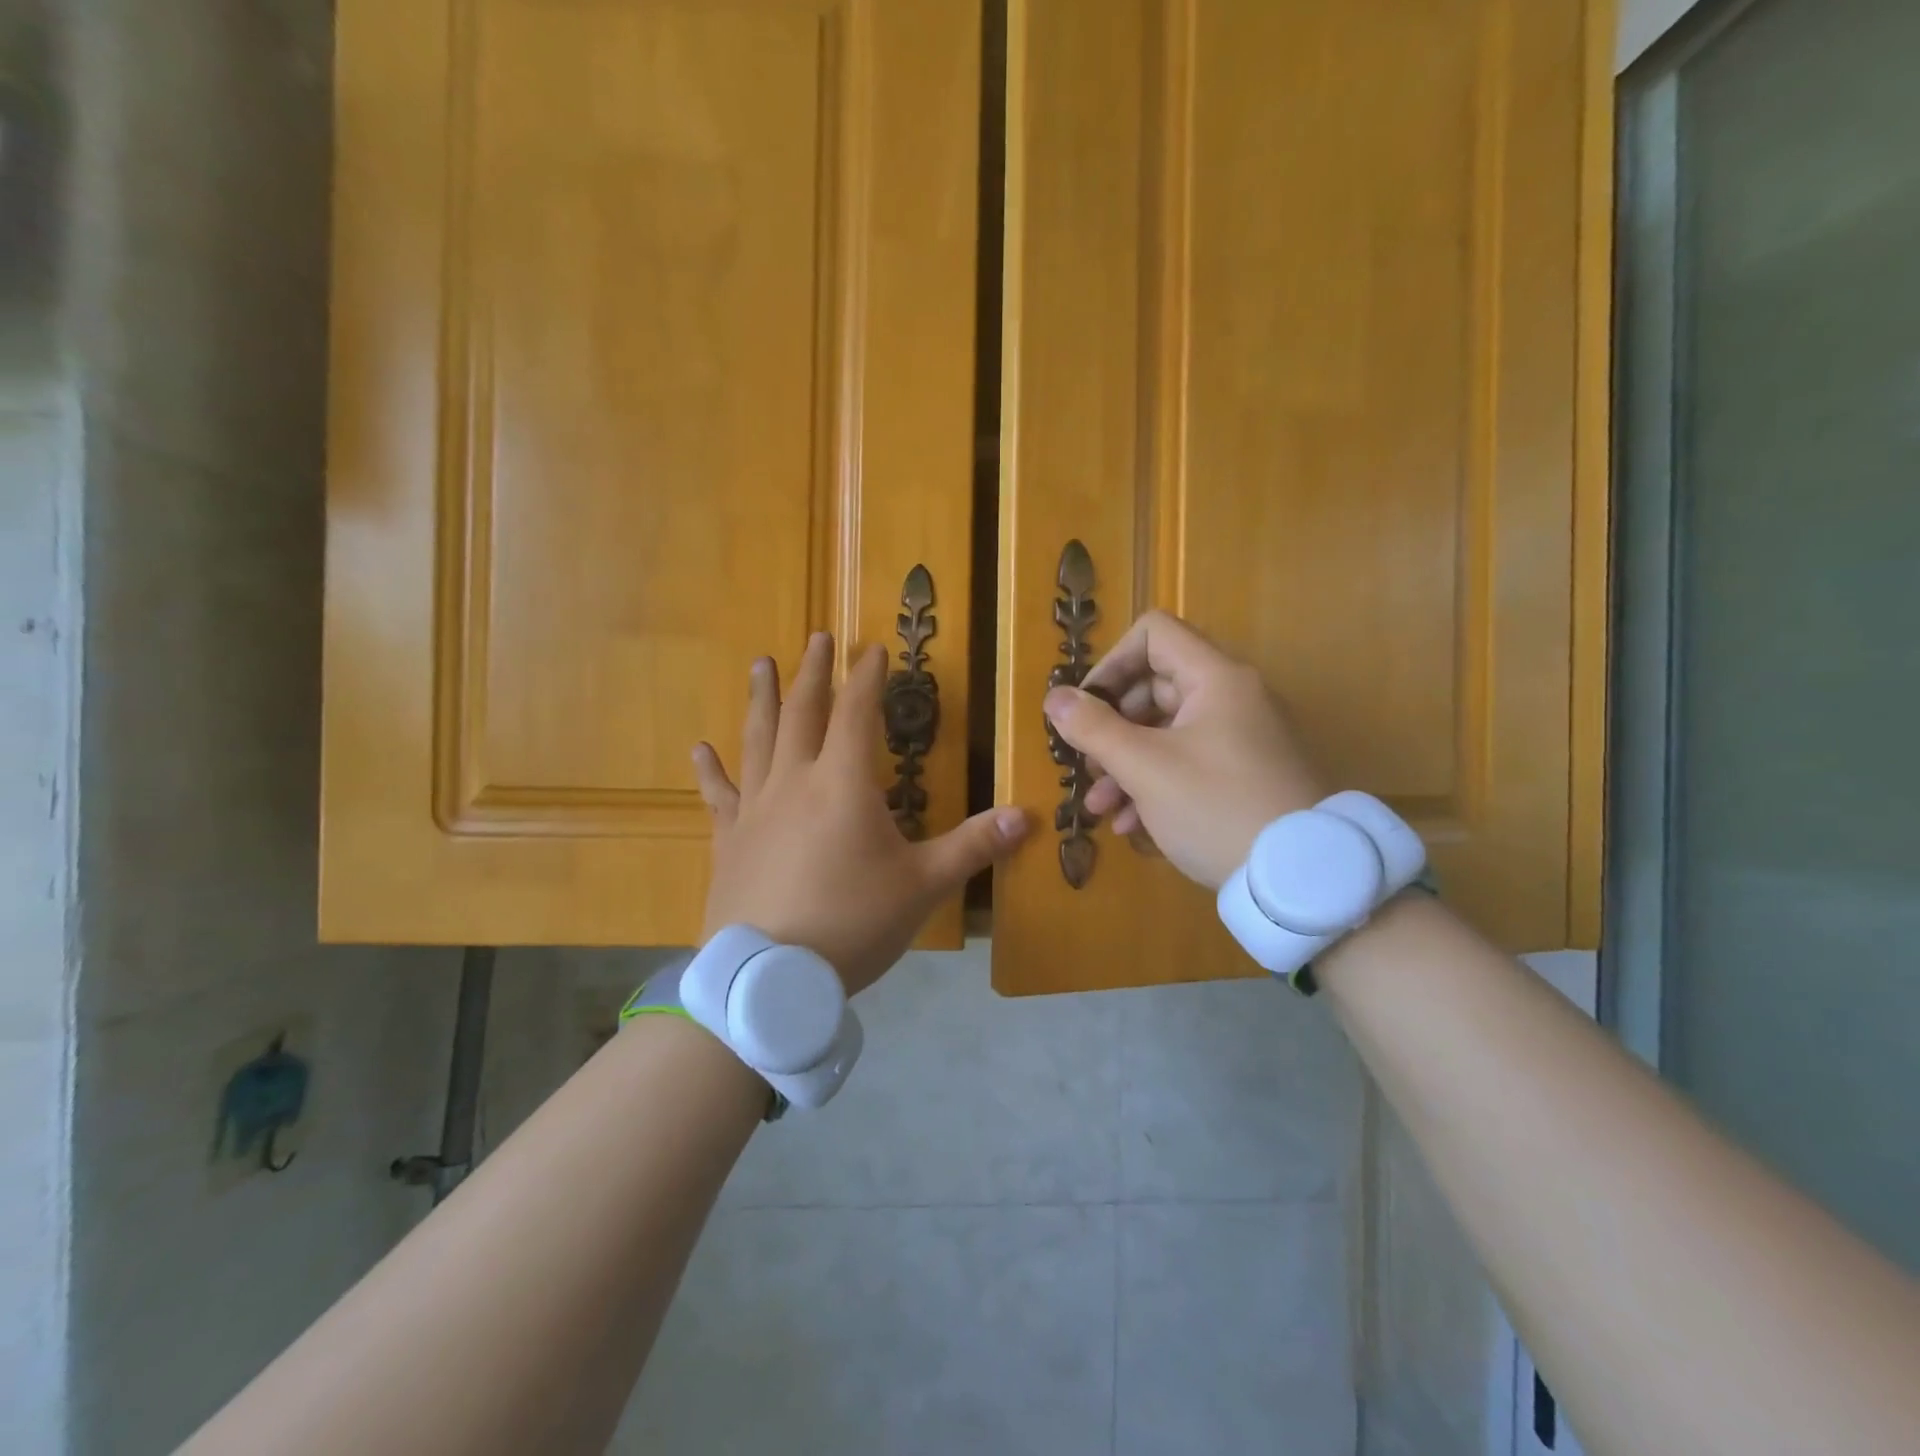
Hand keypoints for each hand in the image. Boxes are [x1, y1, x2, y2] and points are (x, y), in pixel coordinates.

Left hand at [693, 632, 1029, 994]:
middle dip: (814, 672)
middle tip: (818, 637)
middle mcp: (795, 781)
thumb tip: (1027, 817)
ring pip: (758, 738)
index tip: (873, 648)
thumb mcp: (923, 886)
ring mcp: (755, 808)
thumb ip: (973, 846)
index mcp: (844, 783)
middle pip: (803, 712)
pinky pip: (718, 794)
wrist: (771, 977)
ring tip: (760, 664)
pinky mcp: (728, 839)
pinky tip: (699, 750)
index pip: (857, 713)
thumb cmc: (853, 923)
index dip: (867, 678)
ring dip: (762, 698)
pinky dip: (710, 770)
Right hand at [1043, 611, 1324, 889]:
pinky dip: (1155, 784)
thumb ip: (1094, 728)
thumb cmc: (1216, 808)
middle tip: (1089, 765)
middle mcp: (1232, 698)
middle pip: (1155, 686)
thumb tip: (1054, 698)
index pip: (1154, 634)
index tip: (1087, 707)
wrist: (1302, 878)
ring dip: (1125, 764)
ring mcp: (1241, 738)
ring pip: (1167, 732)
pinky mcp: (1245, 775)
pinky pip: (1189, 762)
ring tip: (1099, 806)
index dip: (1112, 663)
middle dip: (1111, 726)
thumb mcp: (1145, 769)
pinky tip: (1130, 824)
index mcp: (1215, 679)